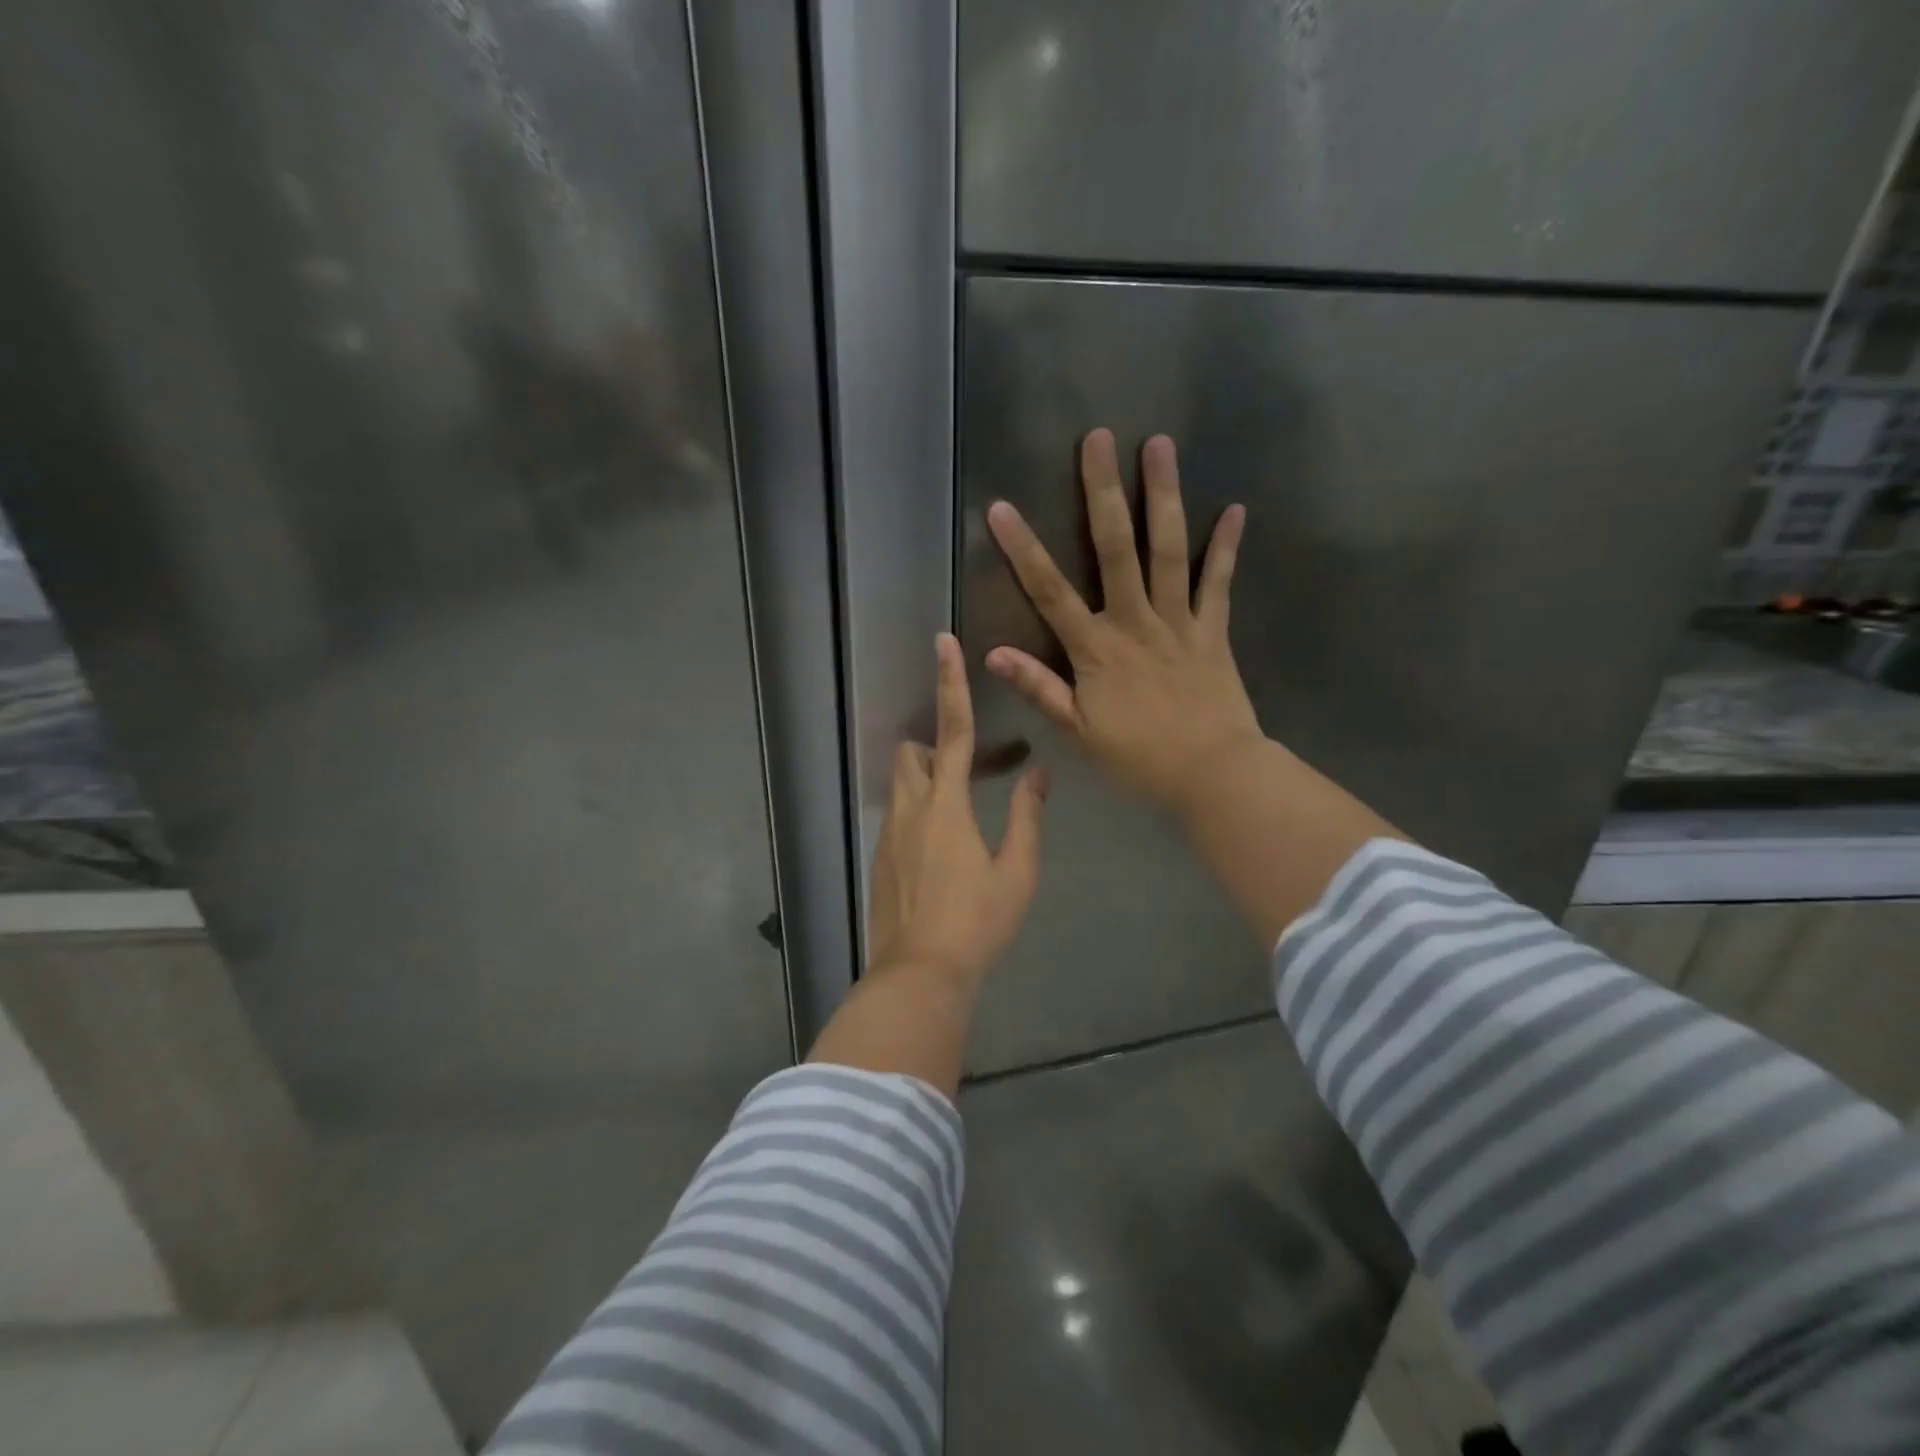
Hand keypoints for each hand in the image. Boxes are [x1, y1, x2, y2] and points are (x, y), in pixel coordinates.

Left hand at [868, 633, 1048, 985]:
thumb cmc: (977, 923)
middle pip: (912, 752)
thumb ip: (1027, 817)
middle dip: (935, 746)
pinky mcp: (880, 858)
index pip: (951, 731)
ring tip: (962, 818)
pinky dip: (920, 814)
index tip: (943, 642)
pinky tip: (943, 855)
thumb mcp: (1016, 872)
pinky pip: (898, 816)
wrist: (920, 974)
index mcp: (946, 805)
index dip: (951, 684)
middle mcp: (910, 809)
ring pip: (902, 784)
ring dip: (928, 782)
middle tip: (972, 773)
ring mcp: (889, 834)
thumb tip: (1037, 775)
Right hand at [985, 428, 1261, 818]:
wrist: (1213, 774)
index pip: (1050, 592)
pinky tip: (1235, 509)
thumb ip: (1040, 689)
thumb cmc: (1139, 759)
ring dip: (1163, 496)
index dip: (1023, 550)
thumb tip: (993, 654)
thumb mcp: (1079, 733)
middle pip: (1116, 549)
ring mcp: (1179, 622)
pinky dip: (1226, 548)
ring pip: (1169, 551)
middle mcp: (1135, 622)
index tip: (1001, 508)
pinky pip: (1218, 584)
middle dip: (1103, 492)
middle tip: (1098, 439)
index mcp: (1096, 649)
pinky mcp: (1213, 631)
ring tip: (1160, 445)